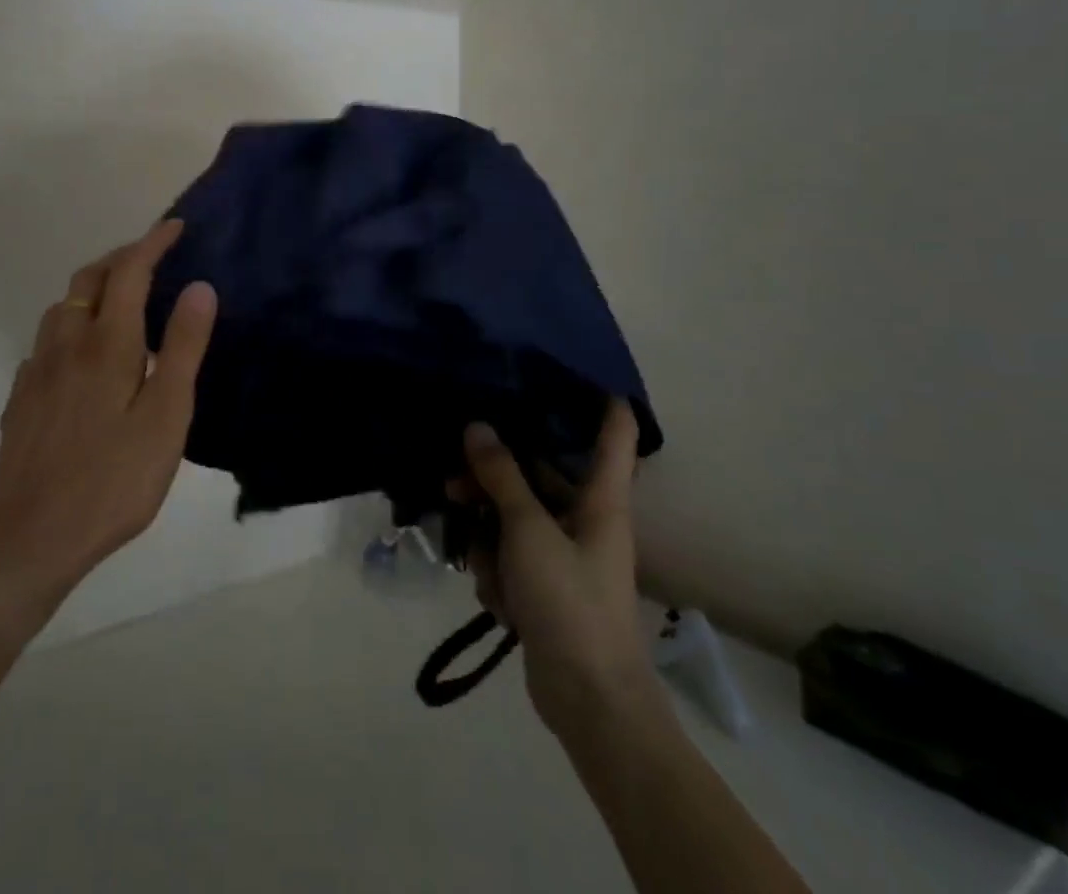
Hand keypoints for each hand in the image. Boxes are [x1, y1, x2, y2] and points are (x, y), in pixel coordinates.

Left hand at [0, 220, 217, 611]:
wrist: (33, 537)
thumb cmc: (114, 479)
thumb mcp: (166, 416)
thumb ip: (183, 348)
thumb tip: (200, 286)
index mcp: (106, 344)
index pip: (129, 272)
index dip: (152, 242)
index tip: (175, 226)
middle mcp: (65, 345)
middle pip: (89, 280)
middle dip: (120, 257)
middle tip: (150, 258)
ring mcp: (36, 371)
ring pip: (61, 308)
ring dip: (92, 290)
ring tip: (119, 302)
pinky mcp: (21, 398)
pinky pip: (46, 342)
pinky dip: (70, 327)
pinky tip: (81, 356)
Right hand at [454, 401, 659, 734]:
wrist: (589, 702)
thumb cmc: (570, 603)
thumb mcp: (529, 532)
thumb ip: (501, 477)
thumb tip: (477, 426)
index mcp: (601, 500)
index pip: (614, 434)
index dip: (601, 398)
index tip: (570, 366)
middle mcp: (585, 519)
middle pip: (539, 474)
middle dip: (494, 478)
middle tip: (454, 479)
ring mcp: (563, 553)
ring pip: (514, 516)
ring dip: (489, 535)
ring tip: (479, 560)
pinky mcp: (544, 584)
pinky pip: (510, 555)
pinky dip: (497, 571)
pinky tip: (496, 598)